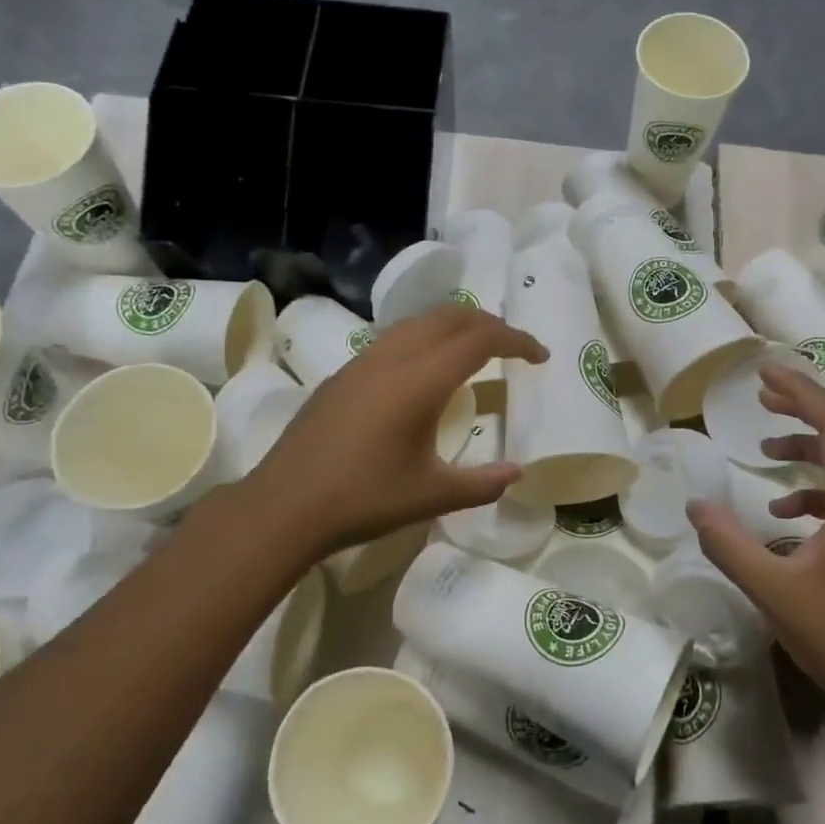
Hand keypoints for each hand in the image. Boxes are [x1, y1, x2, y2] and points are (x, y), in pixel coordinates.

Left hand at [221, 303, 546, 560]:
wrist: (284, 506)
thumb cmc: (363, 500)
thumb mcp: (432, 496)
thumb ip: (482, 483)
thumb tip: (517, 472)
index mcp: (420, 381)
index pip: (480, 340)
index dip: (517, 341)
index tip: (540, 356)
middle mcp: (393, 358)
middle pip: (450, 317)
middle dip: (489, 323)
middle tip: (513, 347)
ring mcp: (363, 362)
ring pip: (419, 322)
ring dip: (455, 325)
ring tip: (476, 350)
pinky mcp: (343, 374)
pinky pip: (395, 337)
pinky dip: (426, 338)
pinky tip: (426, 371)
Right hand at [687, 363, 824, 714]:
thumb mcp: (773, 591)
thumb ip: (729, 545)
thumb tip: (694, 506)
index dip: (802, 392)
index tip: (764, 374)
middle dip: (806, 406)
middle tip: (763, 393)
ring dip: (810, 446)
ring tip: (764, 450)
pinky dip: (816, 487)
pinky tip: (783, 510)